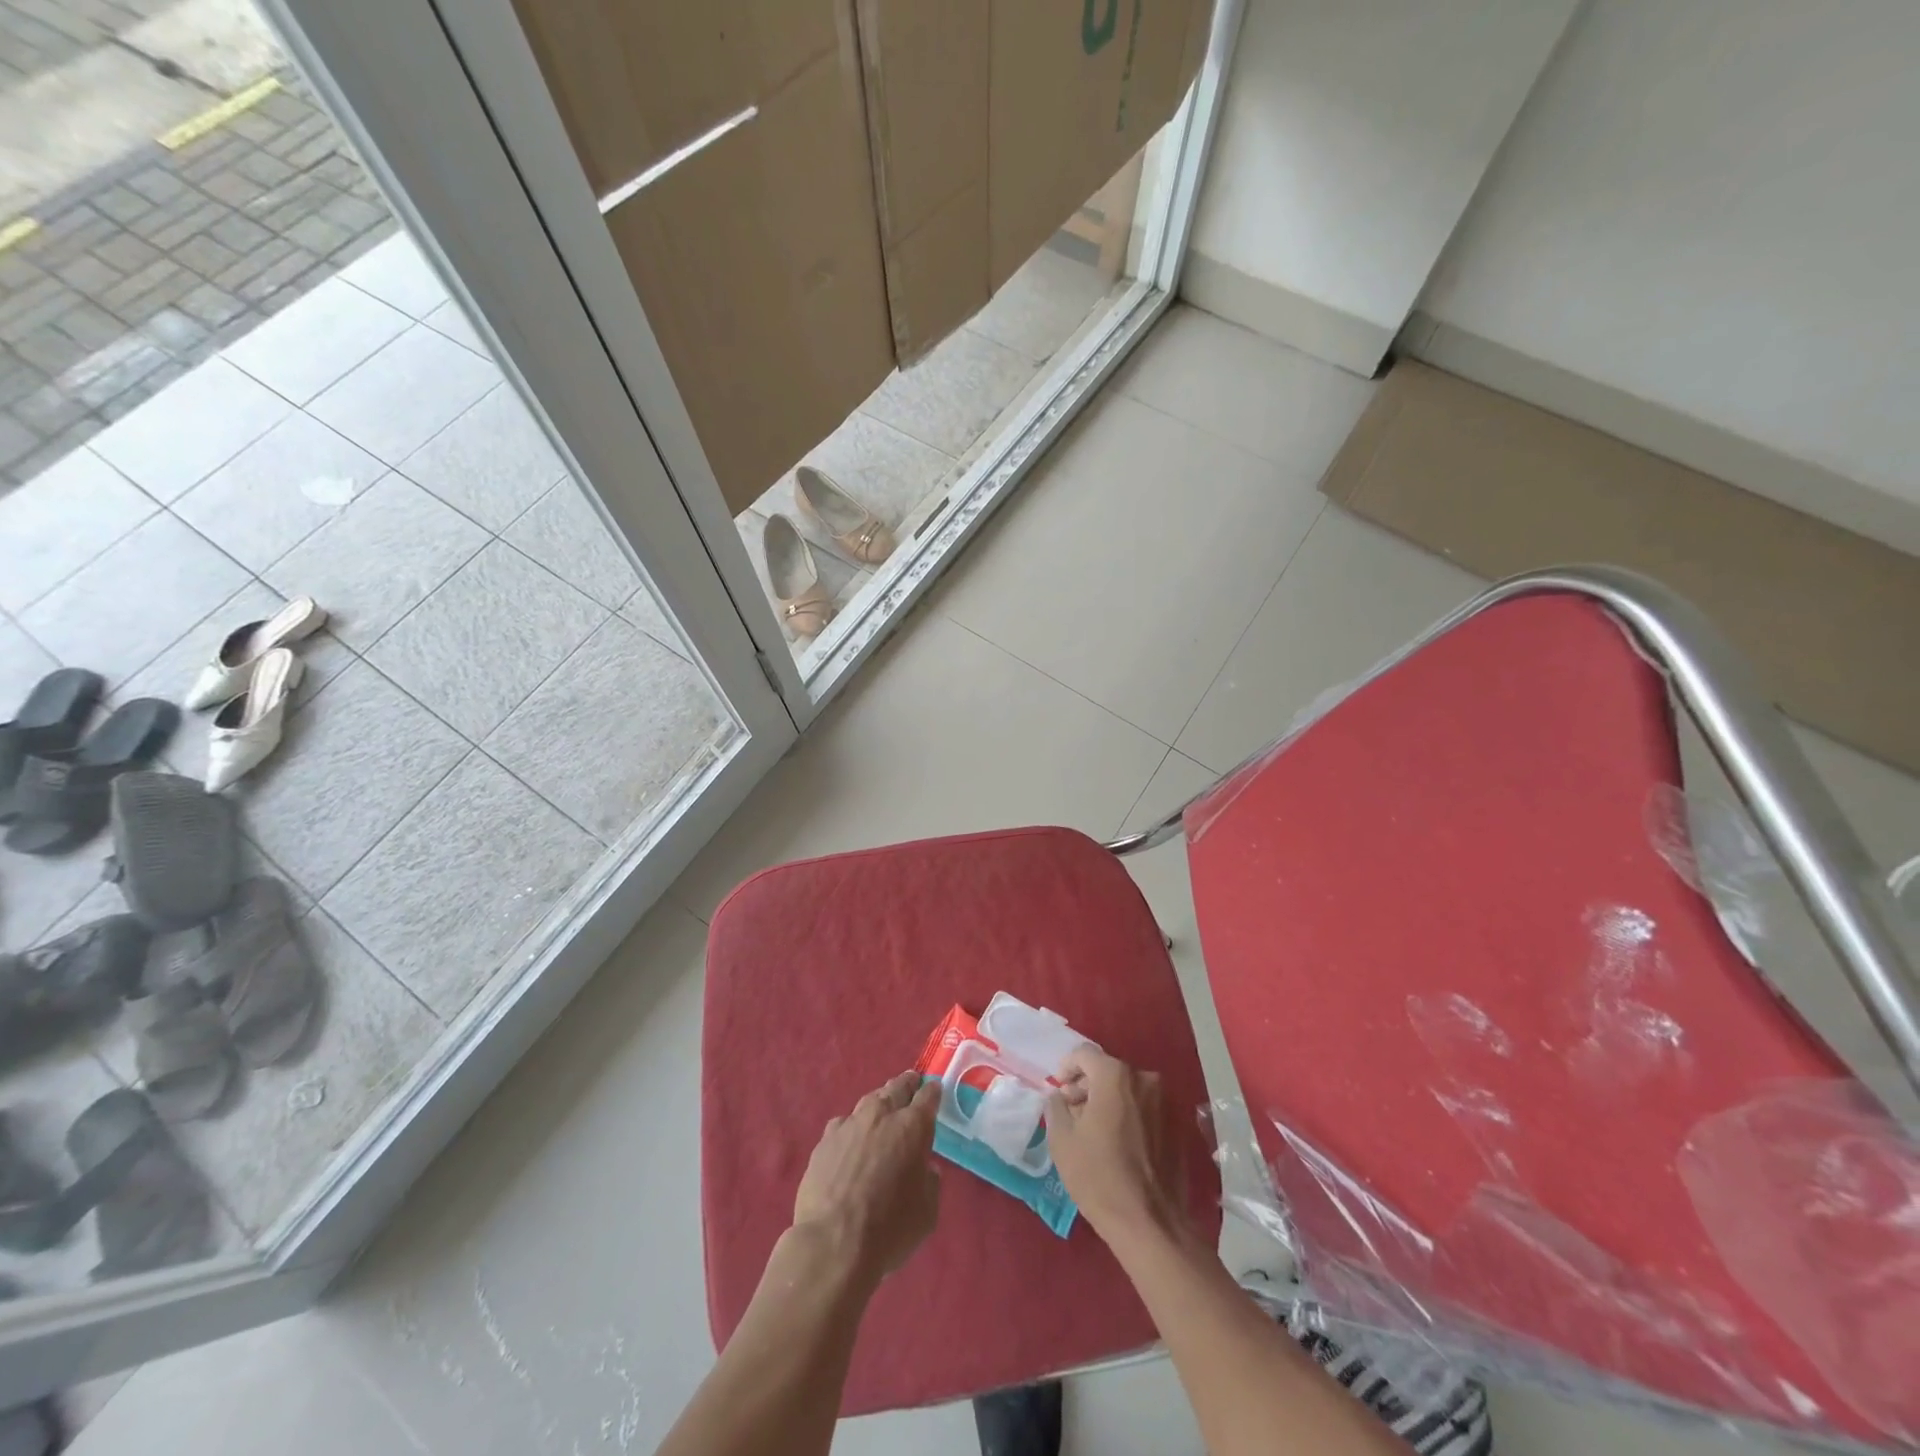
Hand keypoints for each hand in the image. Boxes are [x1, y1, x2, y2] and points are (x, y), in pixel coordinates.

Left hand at [792, 1071, 941, 1284]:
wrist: (832, 1244)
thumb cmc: (889, 1229)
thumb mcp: (927, 1212)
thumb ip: (930, 1181)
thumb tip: (925, 1168)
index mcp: (912, 1127)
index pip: (928, 1095)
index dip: (933, 1092)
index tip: (935, 1092)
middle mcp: (881, 1115)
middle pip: (897, 1087)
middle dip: (907, 1085)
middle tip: (912, 1085)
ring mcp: (849, 1124)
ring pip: (869, 1101)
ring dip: (879, 1103)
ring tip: (882, 1112)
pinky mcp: (825, 1140)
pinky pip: (844, 1124)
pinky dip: (852, 1127)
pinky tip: (851, 1141)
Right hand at [1045, 1046, 1183, 1242]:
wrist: (1149, 1223)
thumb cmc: (1098, 1176)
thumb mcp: (1062, 1139)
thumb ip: (1056, 1106)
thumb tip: (1059, 1096)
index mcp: (1115, 1076)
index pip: (1084, 1054)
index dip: (1067, 1067)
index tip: (1058, 1089)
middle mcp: (1143, 1079)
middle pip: (1108, 1070)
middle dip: (1087, 1085)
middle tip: (1072, 1110)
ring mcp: (1165, 1102)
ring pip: (1128, 1089)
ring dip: (1108, 1100)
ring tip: (1093, 1129)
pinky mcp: (1177, 1126)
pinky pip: (1145, 1108)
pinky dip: (1128, 1115)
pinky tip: (1117, 1143)